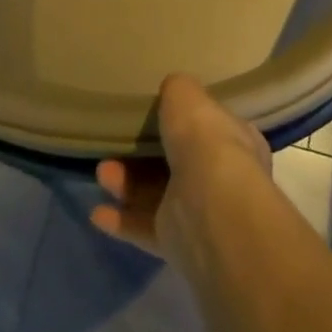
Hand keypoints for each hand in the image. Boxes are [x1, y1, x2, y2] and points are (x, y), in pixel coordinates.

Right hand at [90, 73, 271, 264]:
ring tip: (102, 172)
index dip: (184, 122)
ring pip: (156, 195)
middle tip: (116, 144)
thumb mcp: (188, 97)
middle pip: (177, 163)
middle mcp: (222, 179)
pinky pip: (144, 228)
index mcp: (235, 141)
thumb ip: (178, 90)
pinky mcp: (178, 243)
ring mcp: (200, 214)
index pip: (210, 129)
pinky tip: (97, 213)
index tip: (156, 114)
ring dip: (126, 184)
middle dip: (143, 155)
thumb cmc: (205, 142)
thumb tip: (172, 89)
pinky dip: (121, 221)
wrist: (212, 208)